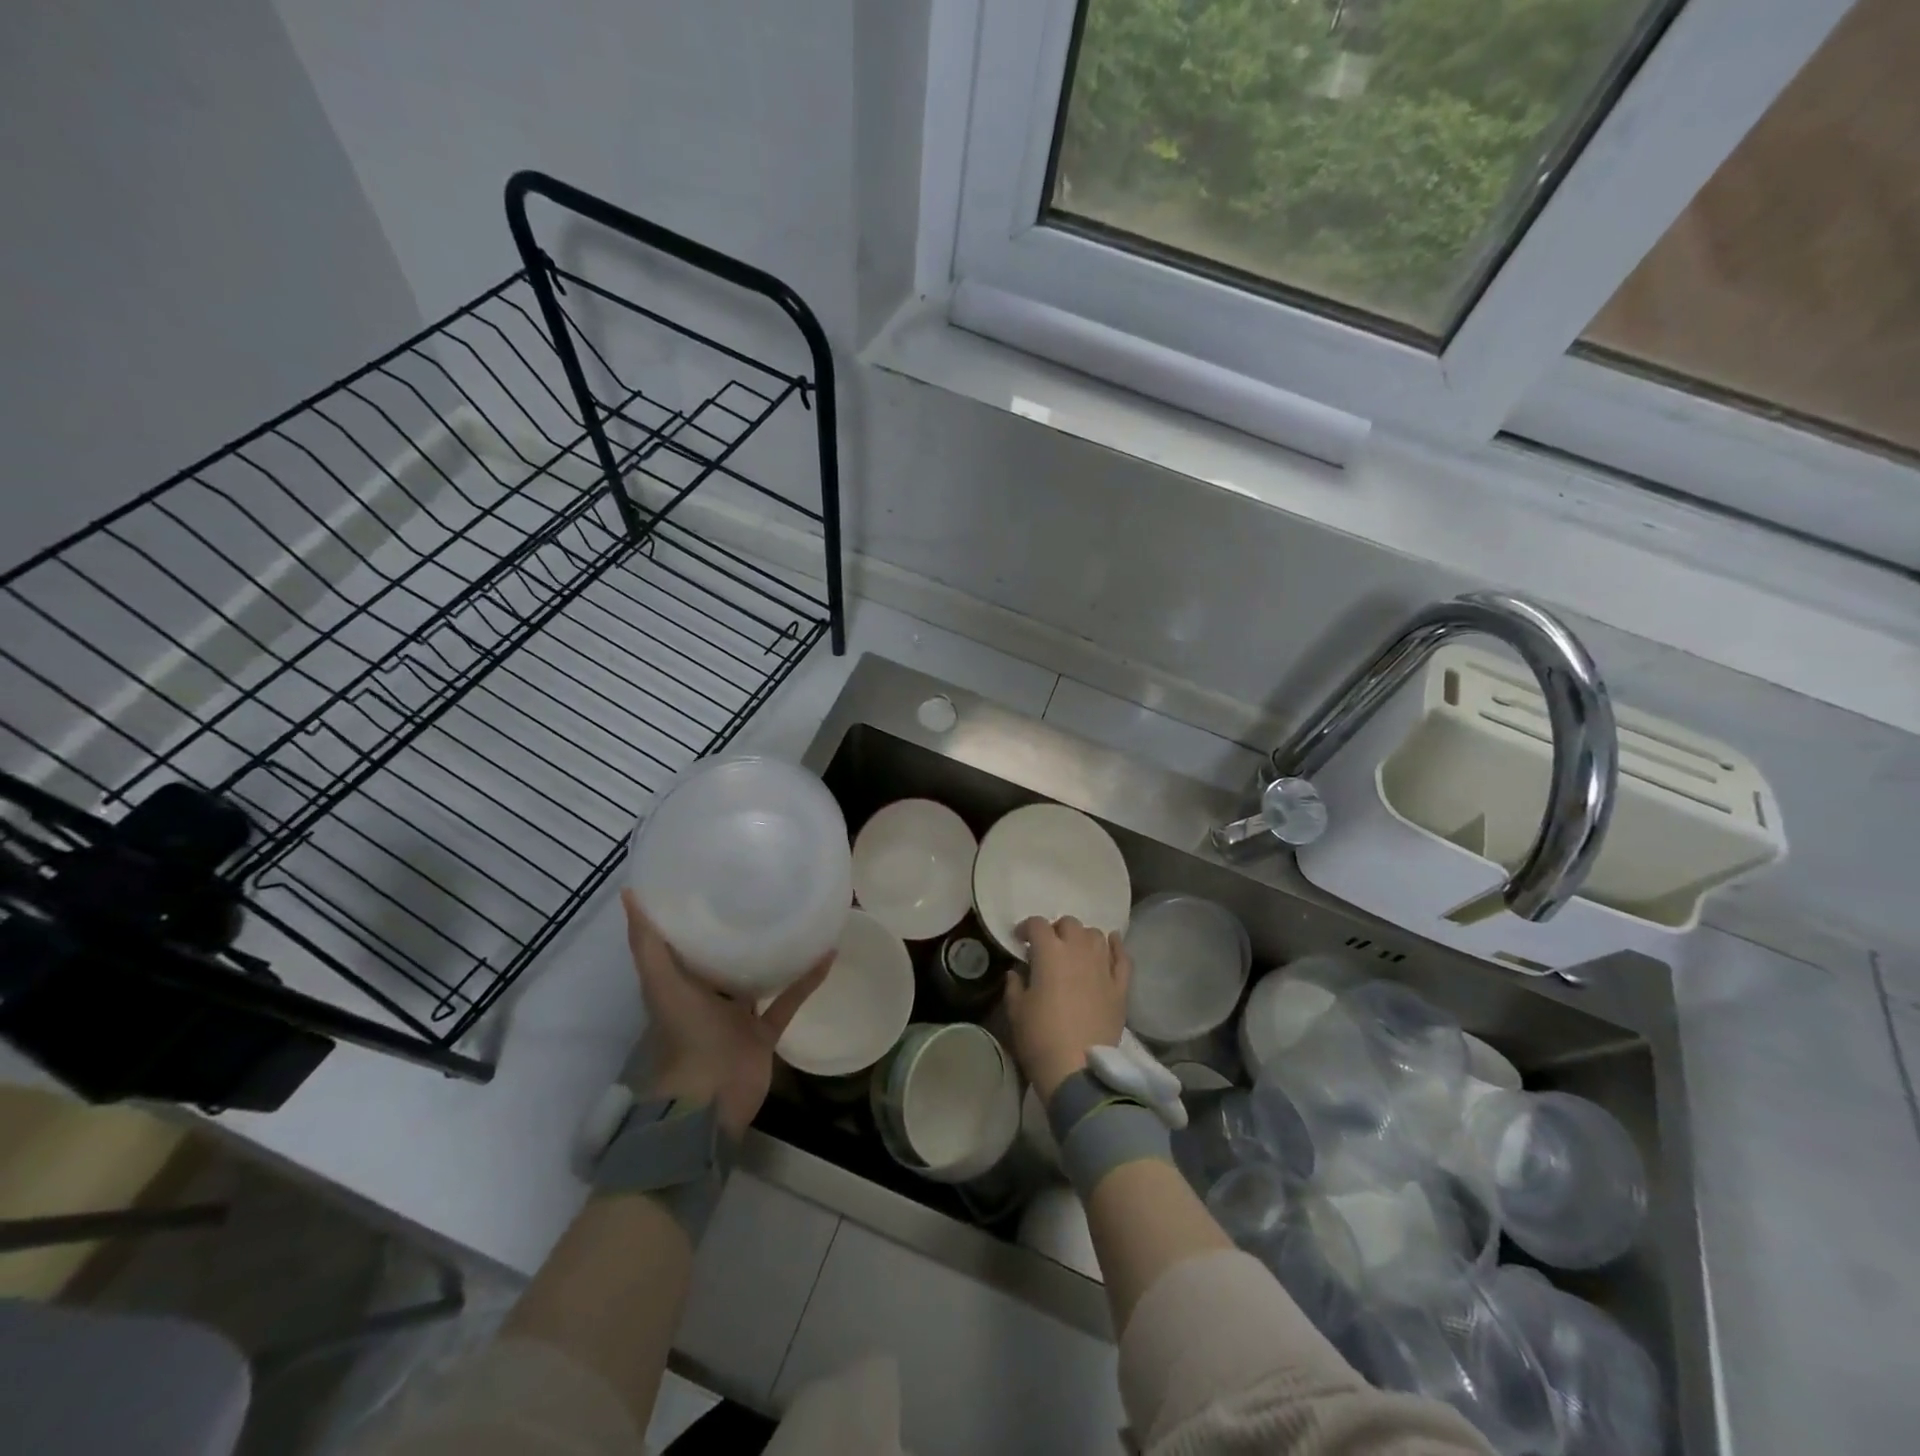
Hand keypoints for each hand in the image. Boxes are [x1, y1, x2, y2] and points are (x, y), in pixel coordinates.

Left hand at [620, 889, 830, 1139]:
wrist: (710, 1099)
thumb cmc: (685, 1036)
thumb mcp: (662, 984)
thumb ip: (647, 943)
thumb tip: (629, 892)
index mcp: (679, 985)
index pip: (684, 942)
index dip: (693, 912)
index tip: (711, 876)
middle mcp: (707, 997)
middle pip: (722, 957)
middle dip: (737, 928)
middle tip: (760, 886)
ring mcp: (737, 1016)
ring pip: (758, 977)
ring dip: (775, 953)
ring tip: (797, 914)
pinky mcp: (764, 1032)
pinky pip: (789, 1000)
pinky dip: (807, 980)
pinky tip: (827, 954)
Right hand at [1005, 915, 1130, 1100]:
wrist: (1078, 1069)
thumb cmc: (1040, 1038)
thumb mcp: (1016, 1011)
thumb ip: (1014, 985)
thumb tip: (1016, 973)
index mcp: (1050, 953)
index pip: (1037, 925)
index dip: (1026, 928)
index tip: (1020, 940)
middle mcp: (1079, 951)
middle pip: (1069, 924)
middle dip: (1056, 930)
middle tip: (1048, 947)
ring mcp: (1103, 967)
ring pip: (1096, 935)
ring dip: (1083, 937)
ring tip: (1076, 949)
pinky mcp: (1120, 987)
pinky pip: (1122, 957)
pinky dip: (1116, 946)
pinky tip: (1112, 943)